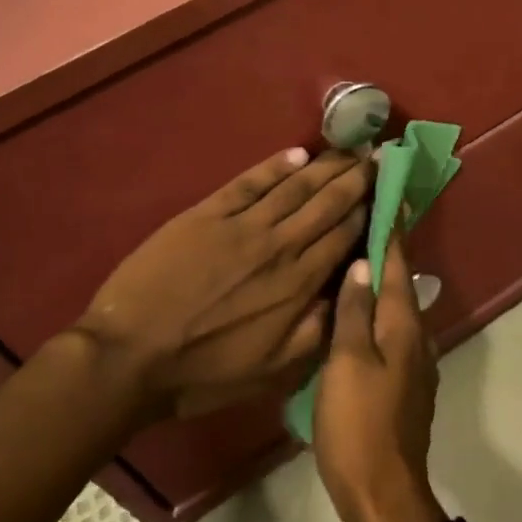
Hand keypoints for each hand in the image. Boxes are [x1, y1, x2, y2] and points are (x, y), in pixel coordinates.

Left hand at [75, 147, 372, 419]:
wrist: (131, 355)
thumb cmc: (204, 371)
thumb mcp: (273, 370)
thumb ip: (318, 331)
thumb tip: (352, 291)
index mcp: (299, 284)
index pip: (346, 235)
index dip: (371, 209)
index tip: (389, 189)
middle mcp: (280, 245)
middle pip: (328, 202)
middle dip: (357, 178)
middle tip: (378, 155)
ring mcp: (243, 225)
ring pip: (296, 186)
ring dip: (326, 165)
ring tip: (349, 149)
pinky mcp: (208, 213)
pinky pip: (250, 182)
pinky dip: (275, 165)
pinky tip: (297, 154)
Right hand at [314, 234, 448, 521]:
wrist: (382, 493)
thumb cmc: (358, 424)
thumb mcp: (347, 362)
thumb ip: (354, 311)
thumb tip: (363, 264)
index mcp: (403, 324)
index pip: (397, 262)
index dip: (391, 227)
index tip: (386, 192)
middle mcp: (416, 335)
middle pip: (399, 281)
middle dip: (384, 248)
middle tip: (359, 217)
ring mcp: (413, 361)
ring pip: (394, 306)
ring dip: (379, 279)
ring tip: (351, 255)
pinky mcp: (403, 382)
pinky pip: (389, 330)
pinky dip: (374, 310)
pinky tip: (352, 310)